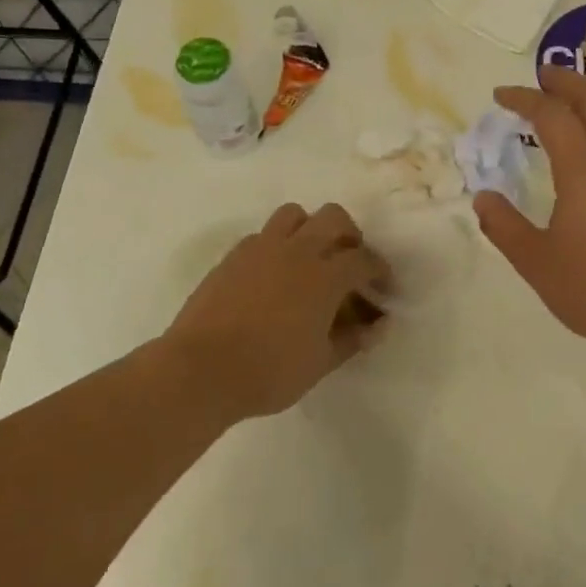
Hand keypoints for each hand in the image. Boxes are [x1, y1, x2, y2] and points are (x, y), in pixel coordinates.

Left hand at [163, 203, 390, 420]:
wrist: (201, 368)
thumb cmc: (269, 372)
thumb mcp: (320, 363)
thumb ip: (352, 340)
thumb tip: (378, 326)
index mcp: (324, 276)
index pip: (363, 259)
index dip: (380, 270)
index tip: (383, 287)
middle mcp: (296, 251)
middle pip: (334, 218)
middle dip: (350, 235)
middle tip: (350, 264)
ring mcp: (260, 248)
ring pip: (294, 214)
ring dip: (310, 229)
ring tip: (311, 259)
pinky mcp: (233, 255)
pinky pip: (263, 234)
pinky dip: (278, 244)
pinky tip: (274, 275)